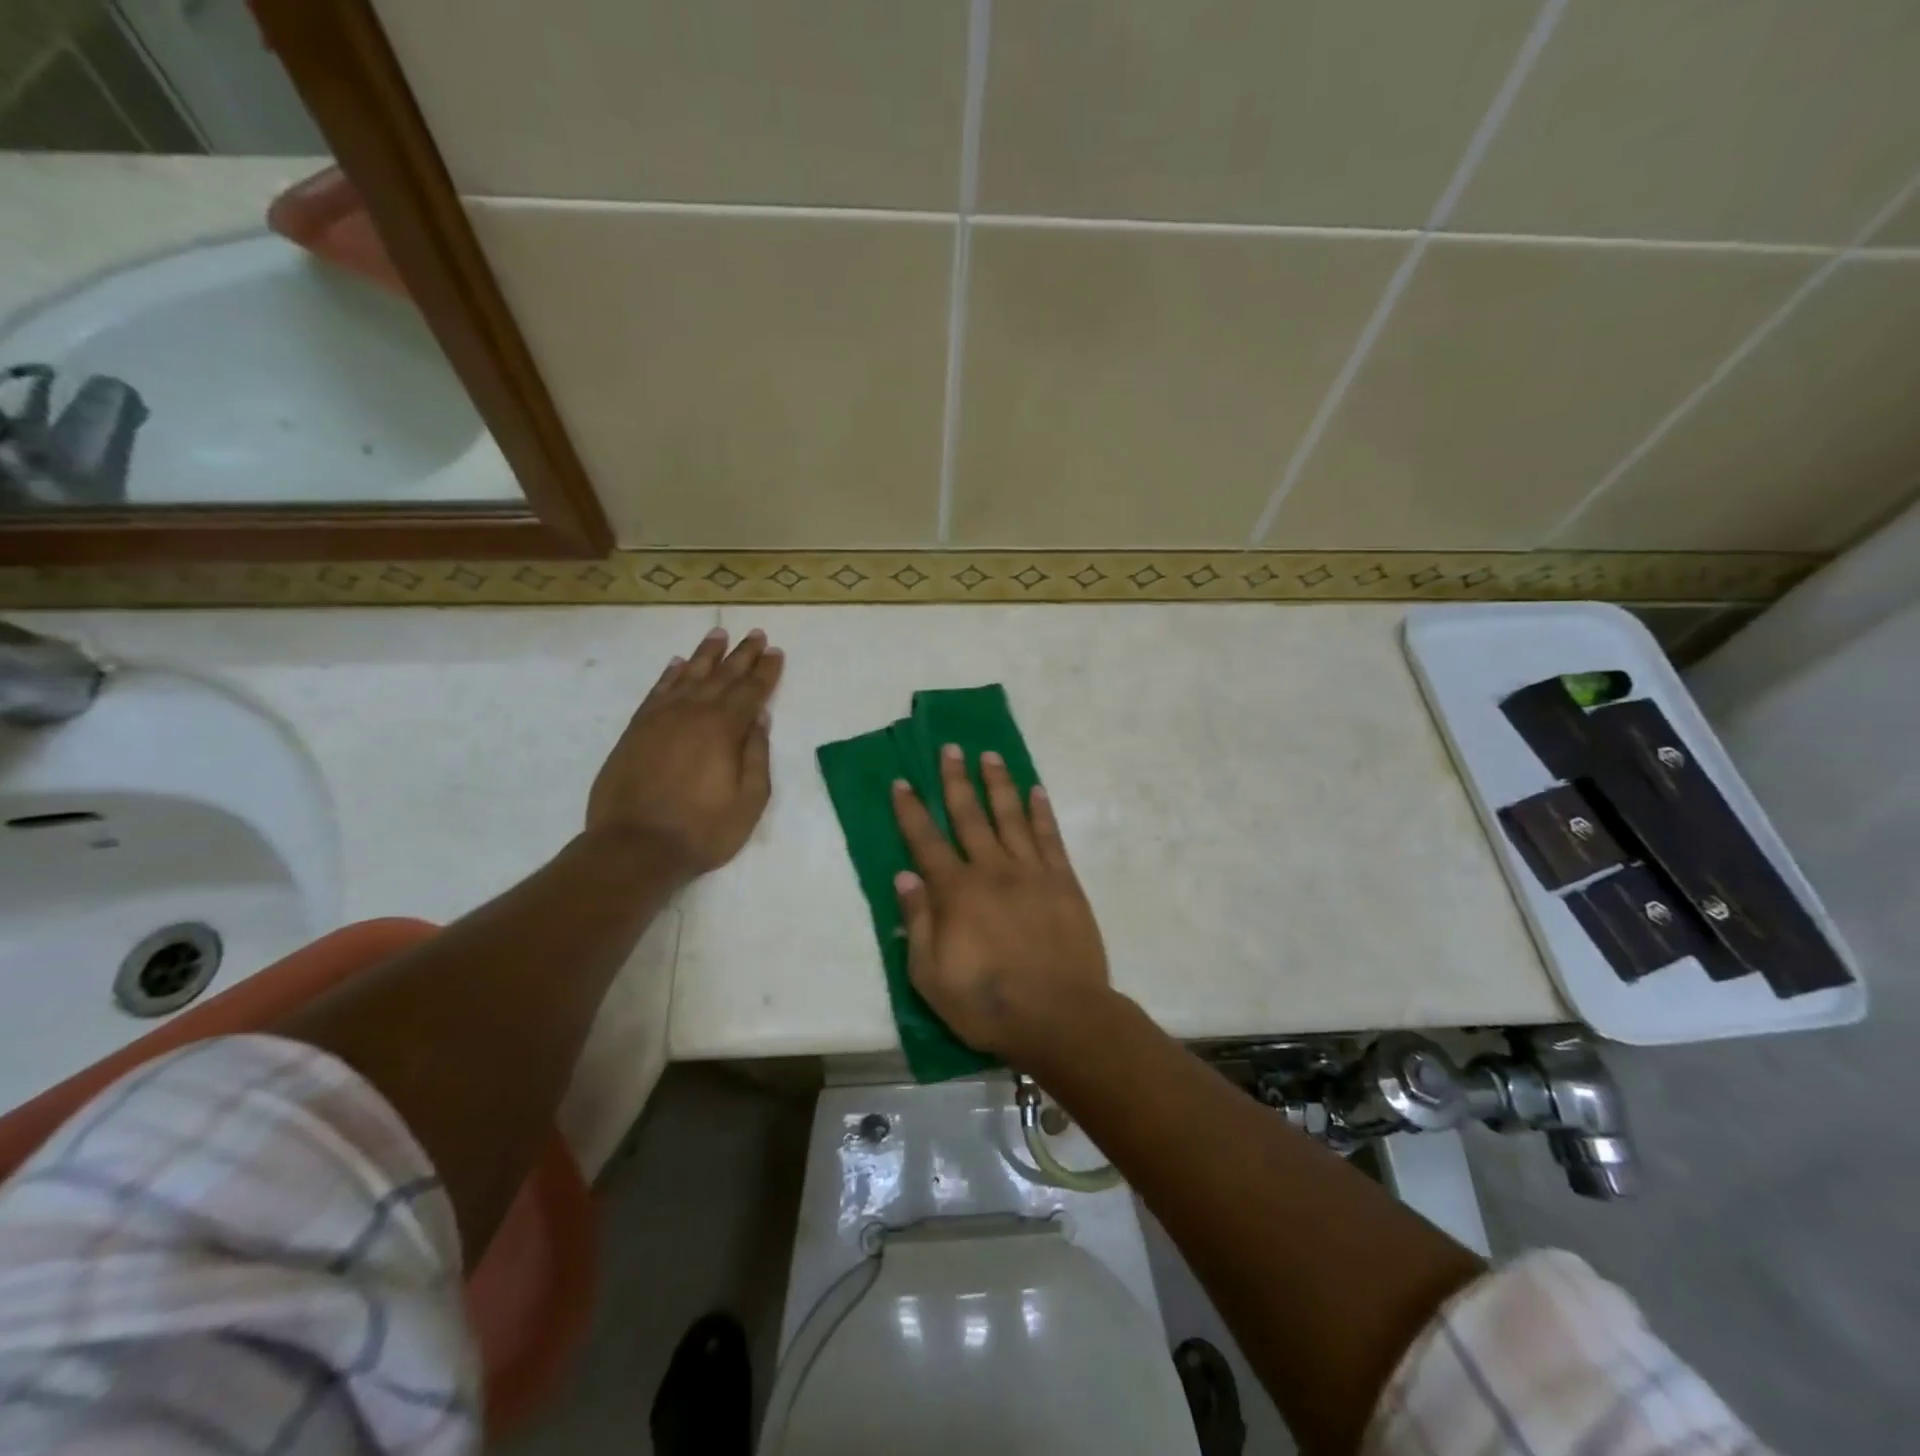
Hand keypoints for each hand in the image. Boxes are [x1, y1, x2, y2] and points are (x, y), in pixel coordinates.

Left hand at [587, 627, 782, 877]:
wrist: (634, 847)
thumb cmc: (702, 830)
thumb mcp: (749, 801)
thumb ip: (757, 756)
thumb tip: (760, 720)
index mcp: (723, 728)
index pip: (751, 691)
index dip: (766, 671)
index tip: (775, 652)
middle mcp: (692, 713)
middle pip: (722, 675)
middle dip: (742, 654)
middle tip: (755, 634)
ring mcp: (660, 719)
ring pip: (687, 676)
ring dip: (706, 655)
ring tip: (718, 634)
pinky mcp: (636, 730)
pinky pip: (656, 692)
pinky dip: (669, 675)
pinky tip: (677, 664)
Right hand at [891, 745, 1110, 1063]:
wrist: (1059, 1015)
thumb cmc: (987, 1003)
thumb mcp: (931, 976)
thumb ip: (917, 922)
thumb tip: (904, 876)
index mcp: (956, 892)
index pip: (926, 841)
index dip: (911, 810)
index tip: (902, 781)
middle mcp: (992, 870)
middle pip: (970, 816)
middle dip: (956, 780)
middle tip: (950, 748)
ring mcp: (1031, 872)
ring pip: (1010, 816)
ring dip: (998, 783)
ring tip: (989, 755)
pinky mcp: (1063, 881)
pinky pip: (1049, 837)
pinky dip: (1041, 811)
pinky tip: (1036, 790)